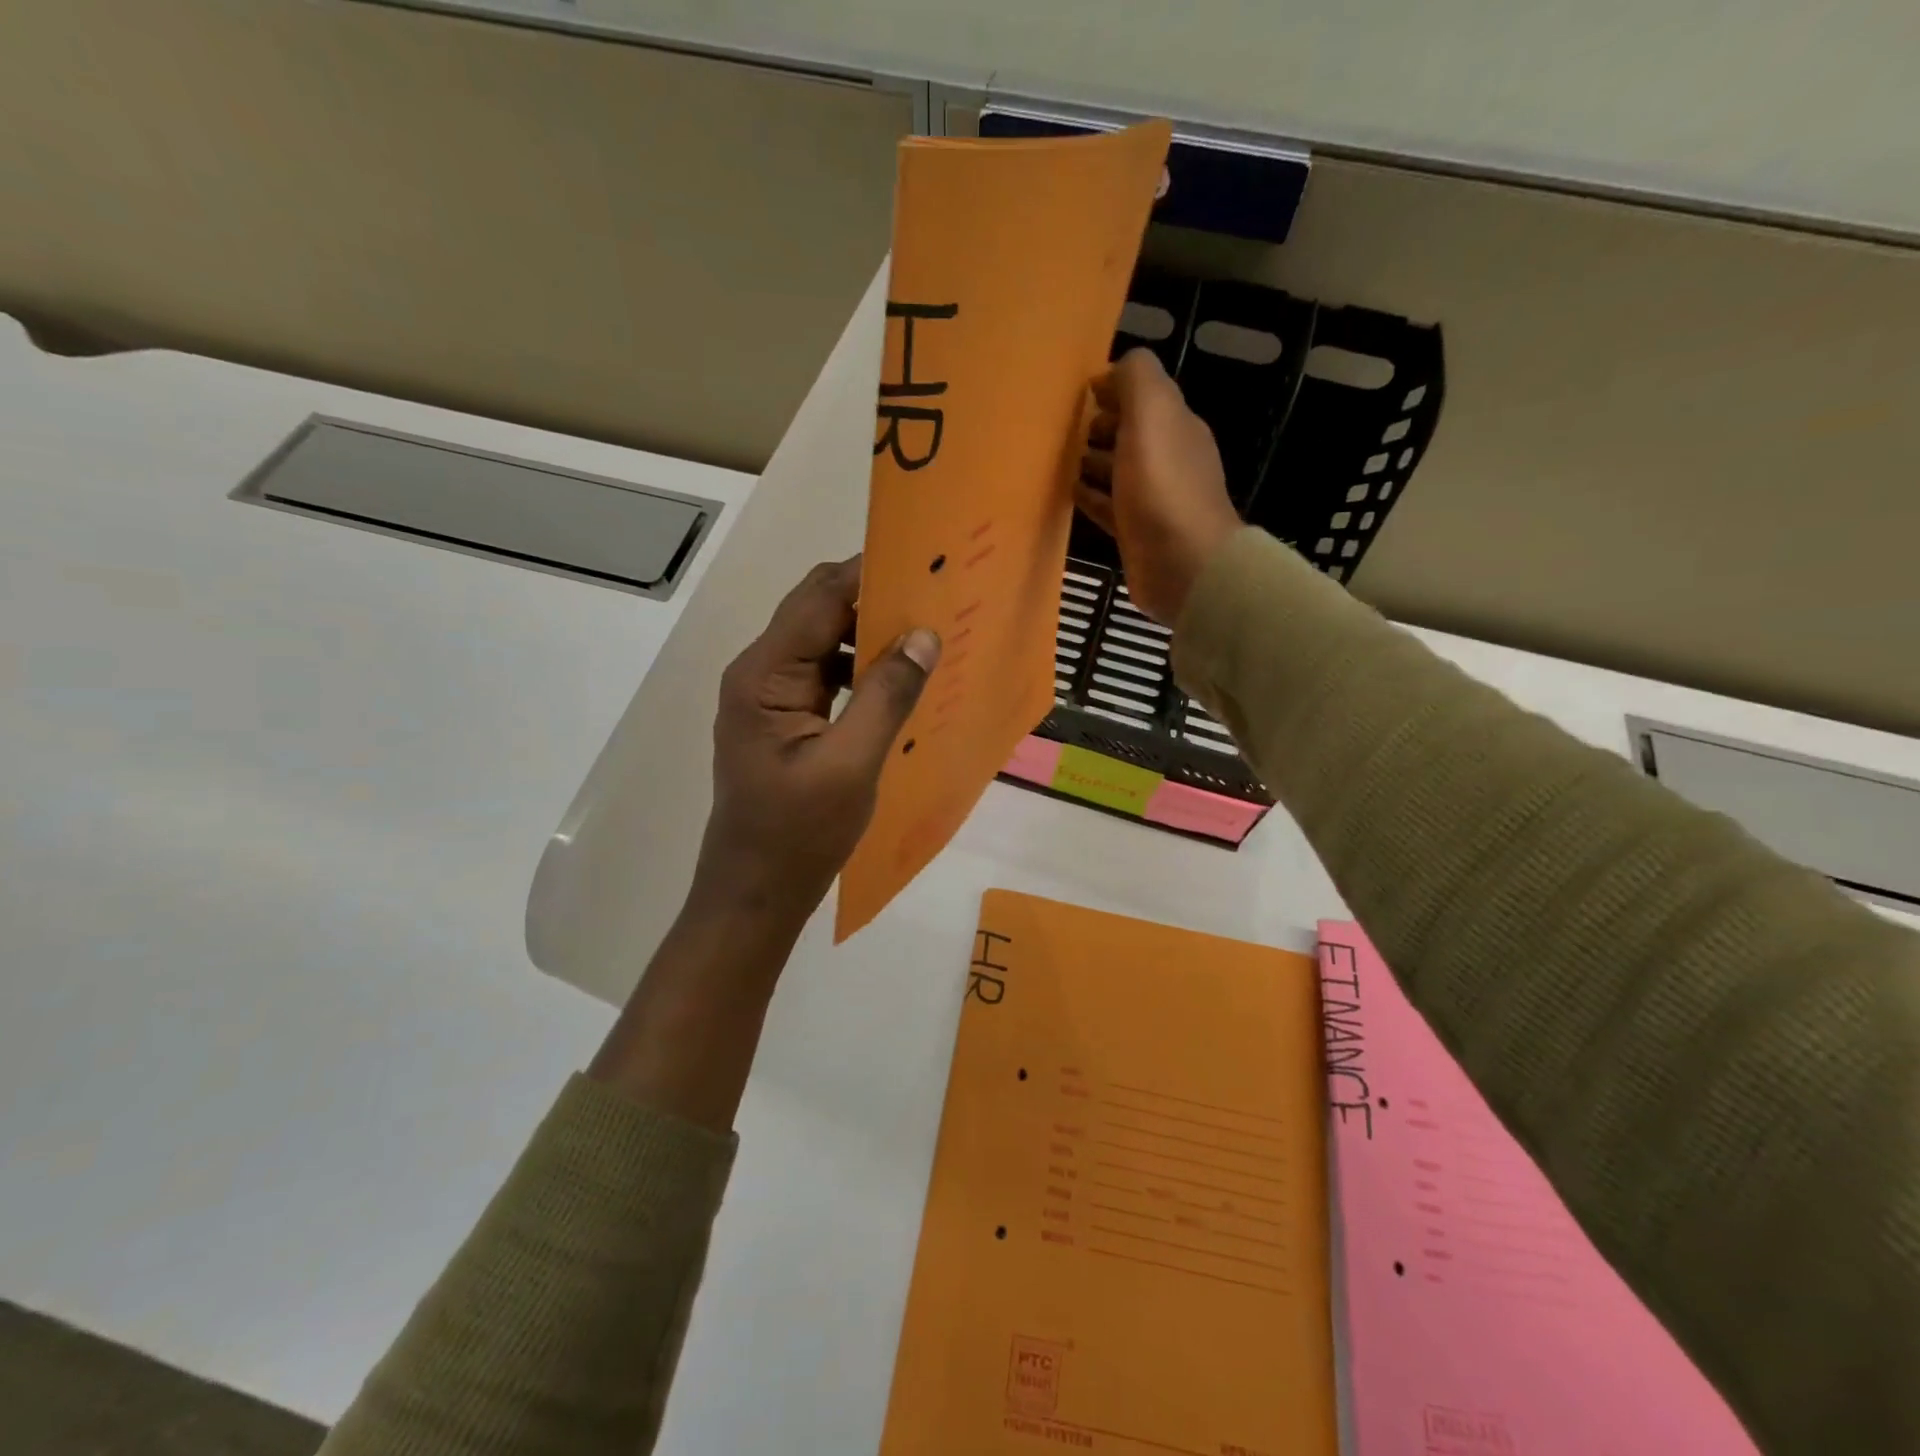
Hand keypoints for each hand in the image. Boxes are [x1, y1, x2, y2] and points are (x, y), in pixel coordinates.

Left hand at [590, 558, 937, 1131]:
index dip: (870, 574)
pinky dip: (862, 667)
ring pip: (825, 641)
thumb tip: (925, 635)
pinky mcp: (784, 718)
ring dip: (872, 634)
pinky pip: (827, 674)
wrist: (755, 894)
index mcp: (765, 675)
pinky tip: (901, 677)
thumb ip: (888, 695)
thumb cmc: (798, 835)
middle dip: (875, 599)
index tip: (926, 561)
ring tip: (929, 633)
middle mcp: (761, 672)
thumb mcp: (851, 765)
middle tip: (937, 596)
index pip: (820, 598)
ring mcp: (770, 696)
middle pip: (819, 611)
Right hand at [1075, 347, 1242, 624]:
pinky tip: (1069, 494)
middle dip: (1101, 424)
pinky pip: (1109, 507)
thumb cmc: (1163, 487)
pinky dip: (1090, 497)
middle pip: (1131, 432)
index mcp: (1175, 425)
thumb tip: (1115, 368)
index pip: (1144, 395)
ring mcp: (1153, 499)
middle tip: (1064, 427)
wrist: (1183, 565)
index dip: (1114, 388)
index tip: (1079, 392)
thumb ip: (1137, 380)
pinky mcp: (1137, 533)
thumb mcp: (1151, 415)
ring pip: (1118, 470)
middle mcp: (1168, 458)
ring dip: (1092, 460)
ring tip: (1058, 457)